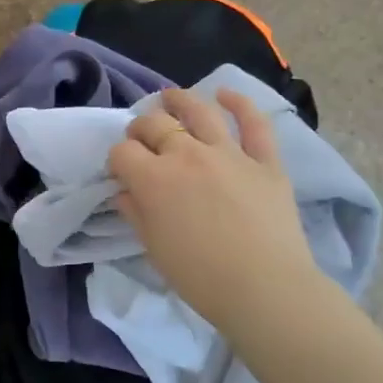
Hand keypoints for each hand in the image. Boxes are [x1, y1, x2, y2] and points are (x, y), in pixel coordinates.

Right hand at [109, 89, 329, 336]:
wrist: (264, 289)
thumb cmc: (200, 277)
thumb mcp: (153, 248)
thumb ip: (136, 213)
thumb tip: (127, 191)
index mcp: (154, 179)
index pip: (123, 153)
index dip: (117, 159)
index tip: (120, 172)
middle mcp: (187, 155)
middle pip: (155, 125)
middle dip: (141, 128)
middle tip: (140, 138)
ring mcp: (229, 154)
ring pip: (199, 111)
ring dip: (180, 100)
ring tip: (170, 97)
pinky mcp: (265, 161)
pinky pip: (254, 123)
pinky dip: (239, 104)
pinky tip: (226, 94)